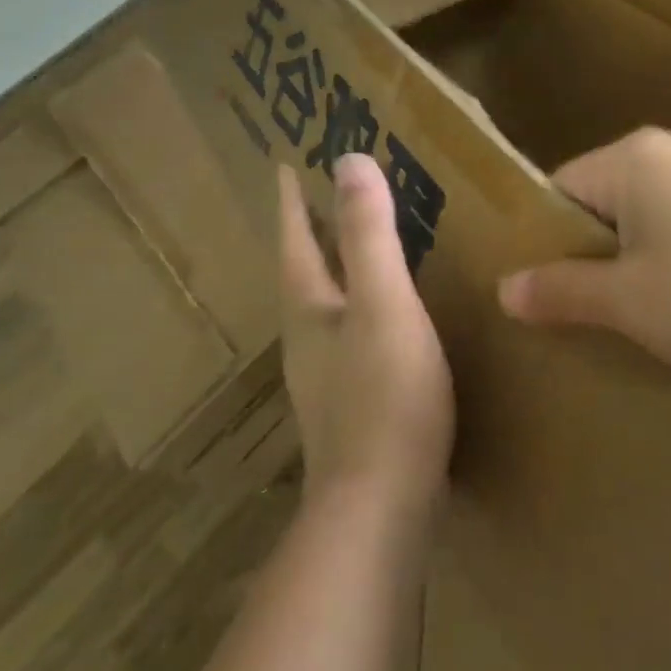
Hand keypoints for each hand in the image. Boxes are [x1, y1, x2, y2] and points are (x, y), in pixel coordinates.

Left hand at [278, 156, 453, 516]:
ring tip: (356, 249)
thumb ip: (368, 236)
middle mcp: (308, 342)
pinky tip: (386, 321)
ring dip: (334, 272)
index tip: (284, 166)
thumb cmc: (385, 396)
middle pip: (302, 274)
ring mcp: (327, 380)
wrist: (382, 508)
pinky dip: (360, 309)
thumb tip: (349, 161)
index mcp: (310, 311)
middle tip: (323, 197)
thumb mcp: (384, 304)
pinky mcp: (352, 408)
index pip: (295, 242)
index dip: (292, 203)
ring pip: (325, 308)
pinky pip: (351, 337)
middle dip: (308, 234)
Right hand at [498, 129, 670, 375]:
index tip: (544, 296)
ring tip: (641, 322)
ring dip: (638, 267)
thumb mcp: (633, 302)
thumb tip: (504, 287)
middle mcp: (670, 153)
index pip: (557, 191)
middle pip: (603, 205)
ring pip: (649, 221)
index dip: (542, 243)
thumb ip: (564, 291)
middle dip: (592, 260)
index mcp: (631, 161)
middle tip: (586, 319)